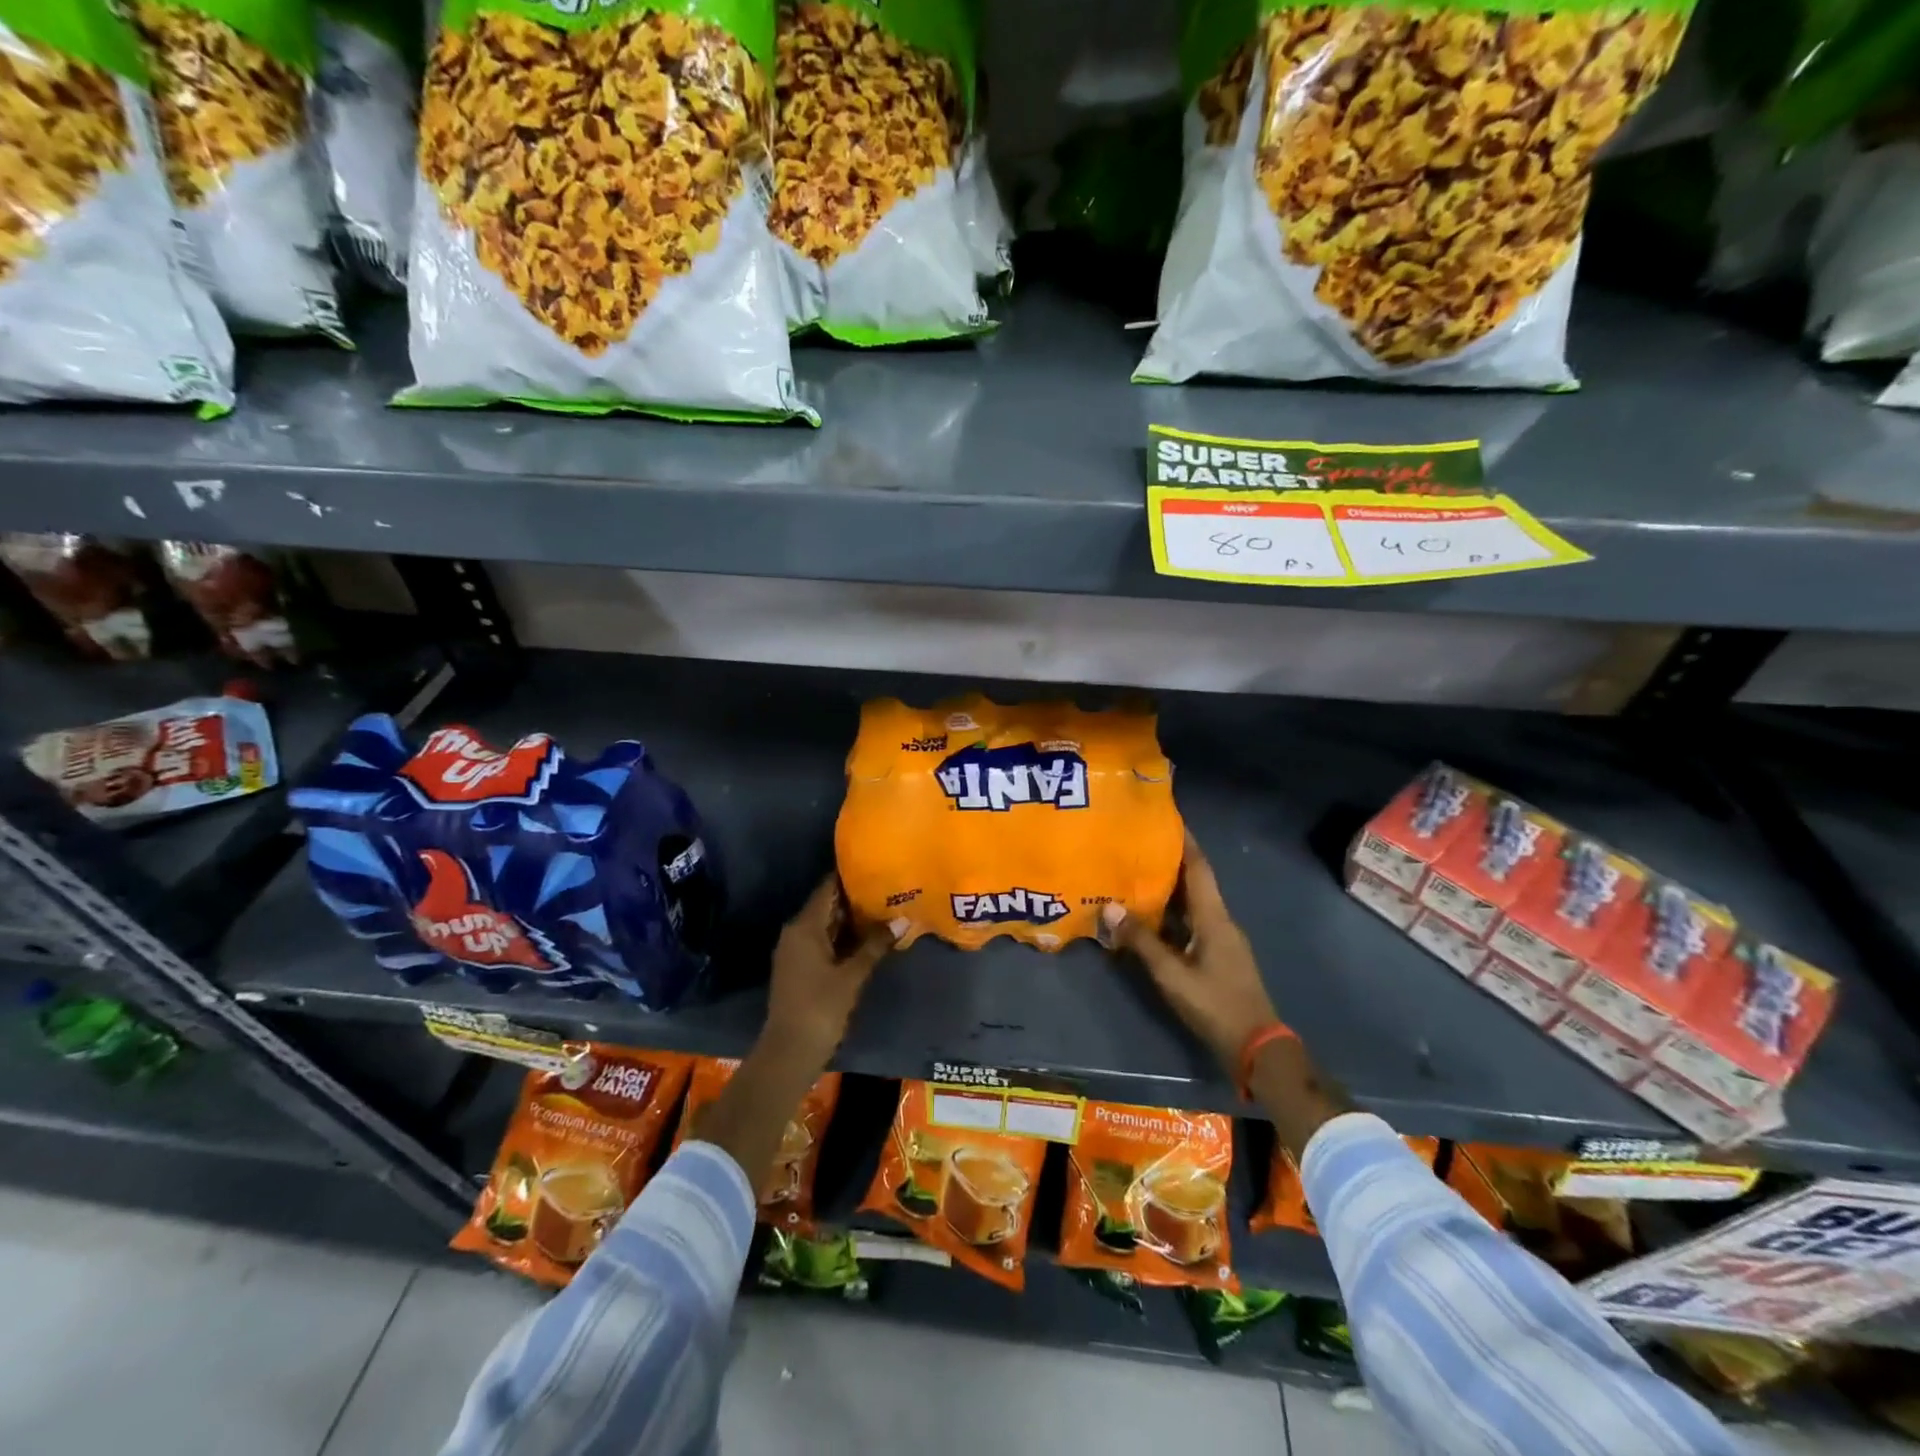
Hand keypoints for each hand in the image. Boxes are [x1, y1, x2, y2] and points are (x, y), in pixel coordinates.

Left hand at [762, 874, 892, 1068]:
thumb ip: (875, 945)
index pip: (827, 889)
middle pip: (827, 906)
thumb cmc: (820, 1007)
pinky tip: (868, 939)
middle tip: (887, 889)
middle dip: (855, 899)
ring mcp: (796, 951)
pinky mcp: (800, 968)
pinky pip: (823, 942)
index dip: (849, 877)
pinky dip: (843, 938)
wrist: (790, 1051)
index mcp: (804, 926)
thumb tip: (902, 921)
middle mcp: (796, 932)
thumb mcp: (852, 975)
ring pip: (826, 925)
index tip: (875, 867)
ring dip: (851, 921)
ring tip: (884, 910)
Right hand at [1102, 832, 1281, 1075]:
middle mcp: (1220, 921)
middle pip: (1194, 882)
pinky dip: (1170, 915)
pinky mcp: (1217, 956)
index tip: (1166, 819)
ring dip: (1168, 889)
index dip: (1184, 842)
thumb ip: (1141, 941)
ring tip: (1135, 875)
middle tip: (1137, 845)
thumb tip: (1110, 907)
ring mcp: (1221, 940)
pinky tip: (1148, 918)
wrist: (1256, 1046)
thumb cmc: (1215, 1004)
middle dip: (1169, 862)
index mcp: (1214, 917)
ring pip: (1192, 904)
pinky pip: (1191, 923)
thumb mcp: (1172, 974)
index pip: (1198, 868)